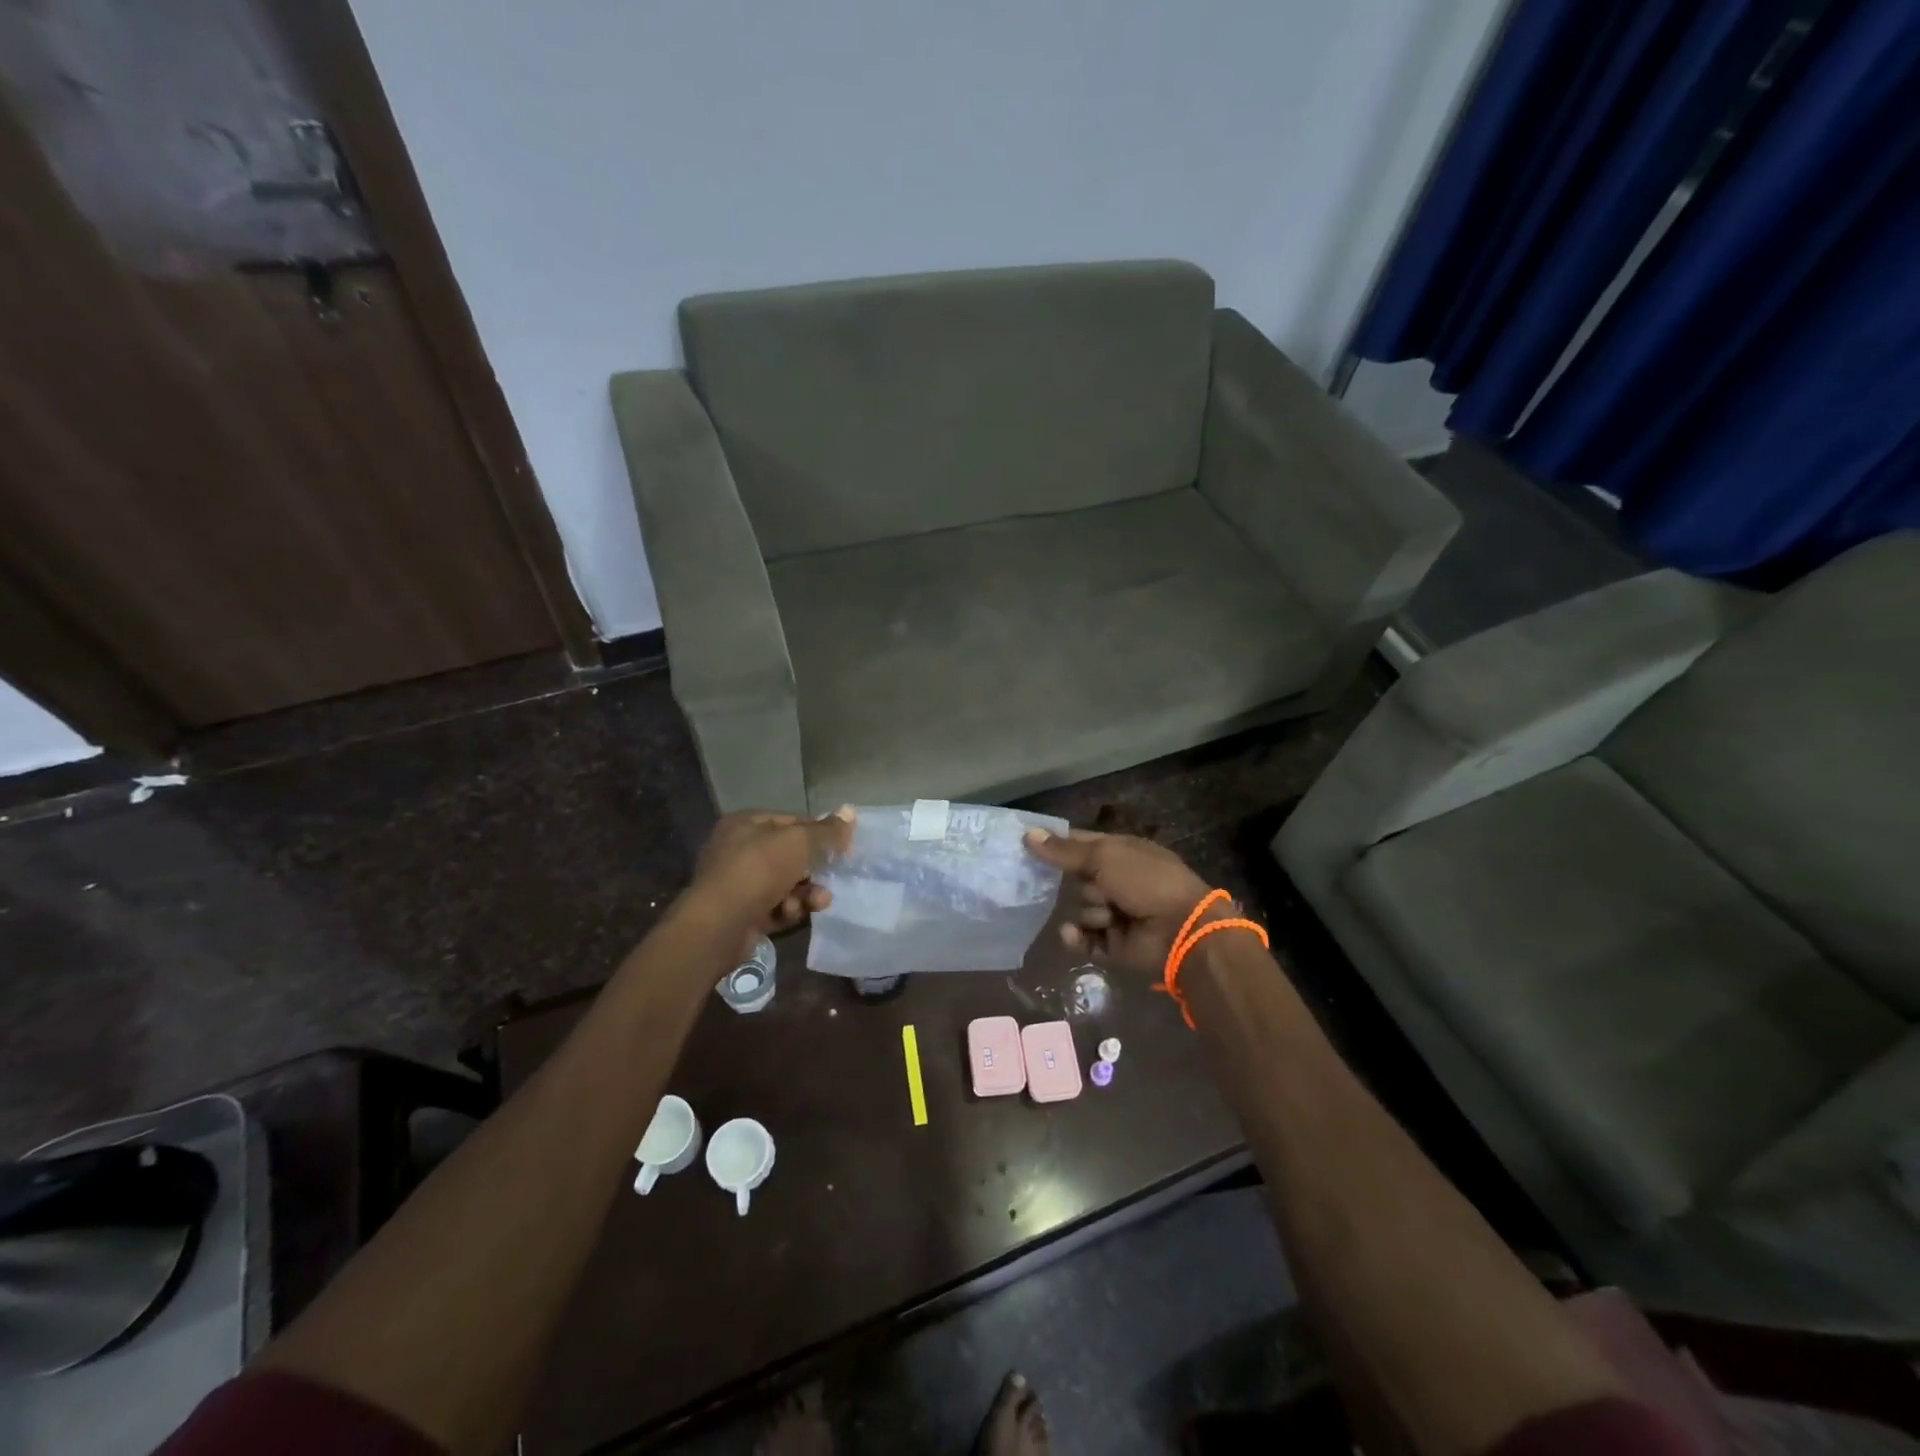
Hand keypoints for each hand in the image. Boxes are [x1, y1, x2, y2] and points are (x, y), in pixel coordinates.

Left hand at [689, 808, 853, 945]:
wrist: (719, 925)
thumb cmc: (759, 870)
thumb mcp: (799, 842)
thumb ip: (826, 830)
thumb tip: (850, 811)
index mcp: (746, 824)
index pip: (792, 821)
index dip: (820, 832)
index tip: (843, 847)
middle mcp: (739, 849)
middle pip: (789, 855)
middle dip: (814, 869)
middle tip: (834, 877)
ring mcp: (738, 883)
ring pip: (785, 883)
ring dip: (805, 893)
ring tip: (818, 901)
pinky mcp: (741, 913)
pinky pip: (774, 906)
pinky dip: (787, 910)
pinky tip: (792, 913)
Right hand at [1022, 828, 1214, 977]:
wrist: (1181, 931)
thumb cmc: (1146, 881)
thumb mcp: (1104, 857)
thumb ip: (1064, 850)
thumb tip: (1027, 834)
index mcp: (1121, 852)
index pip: (1080, 843)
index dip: (1056, 844)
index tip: (1026, 844)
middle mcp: (1117, 880)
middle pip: (1076, 878)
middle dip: (1077, 883)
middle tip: (1093, 885)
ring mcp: (1115, 912)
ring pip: (1079, 908)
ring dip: (1089, 911)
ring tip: (1108, 915)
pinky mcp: (1112, 943)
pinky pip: (1083, 938)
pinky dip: (1078, 937)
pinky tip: (1074, 934)